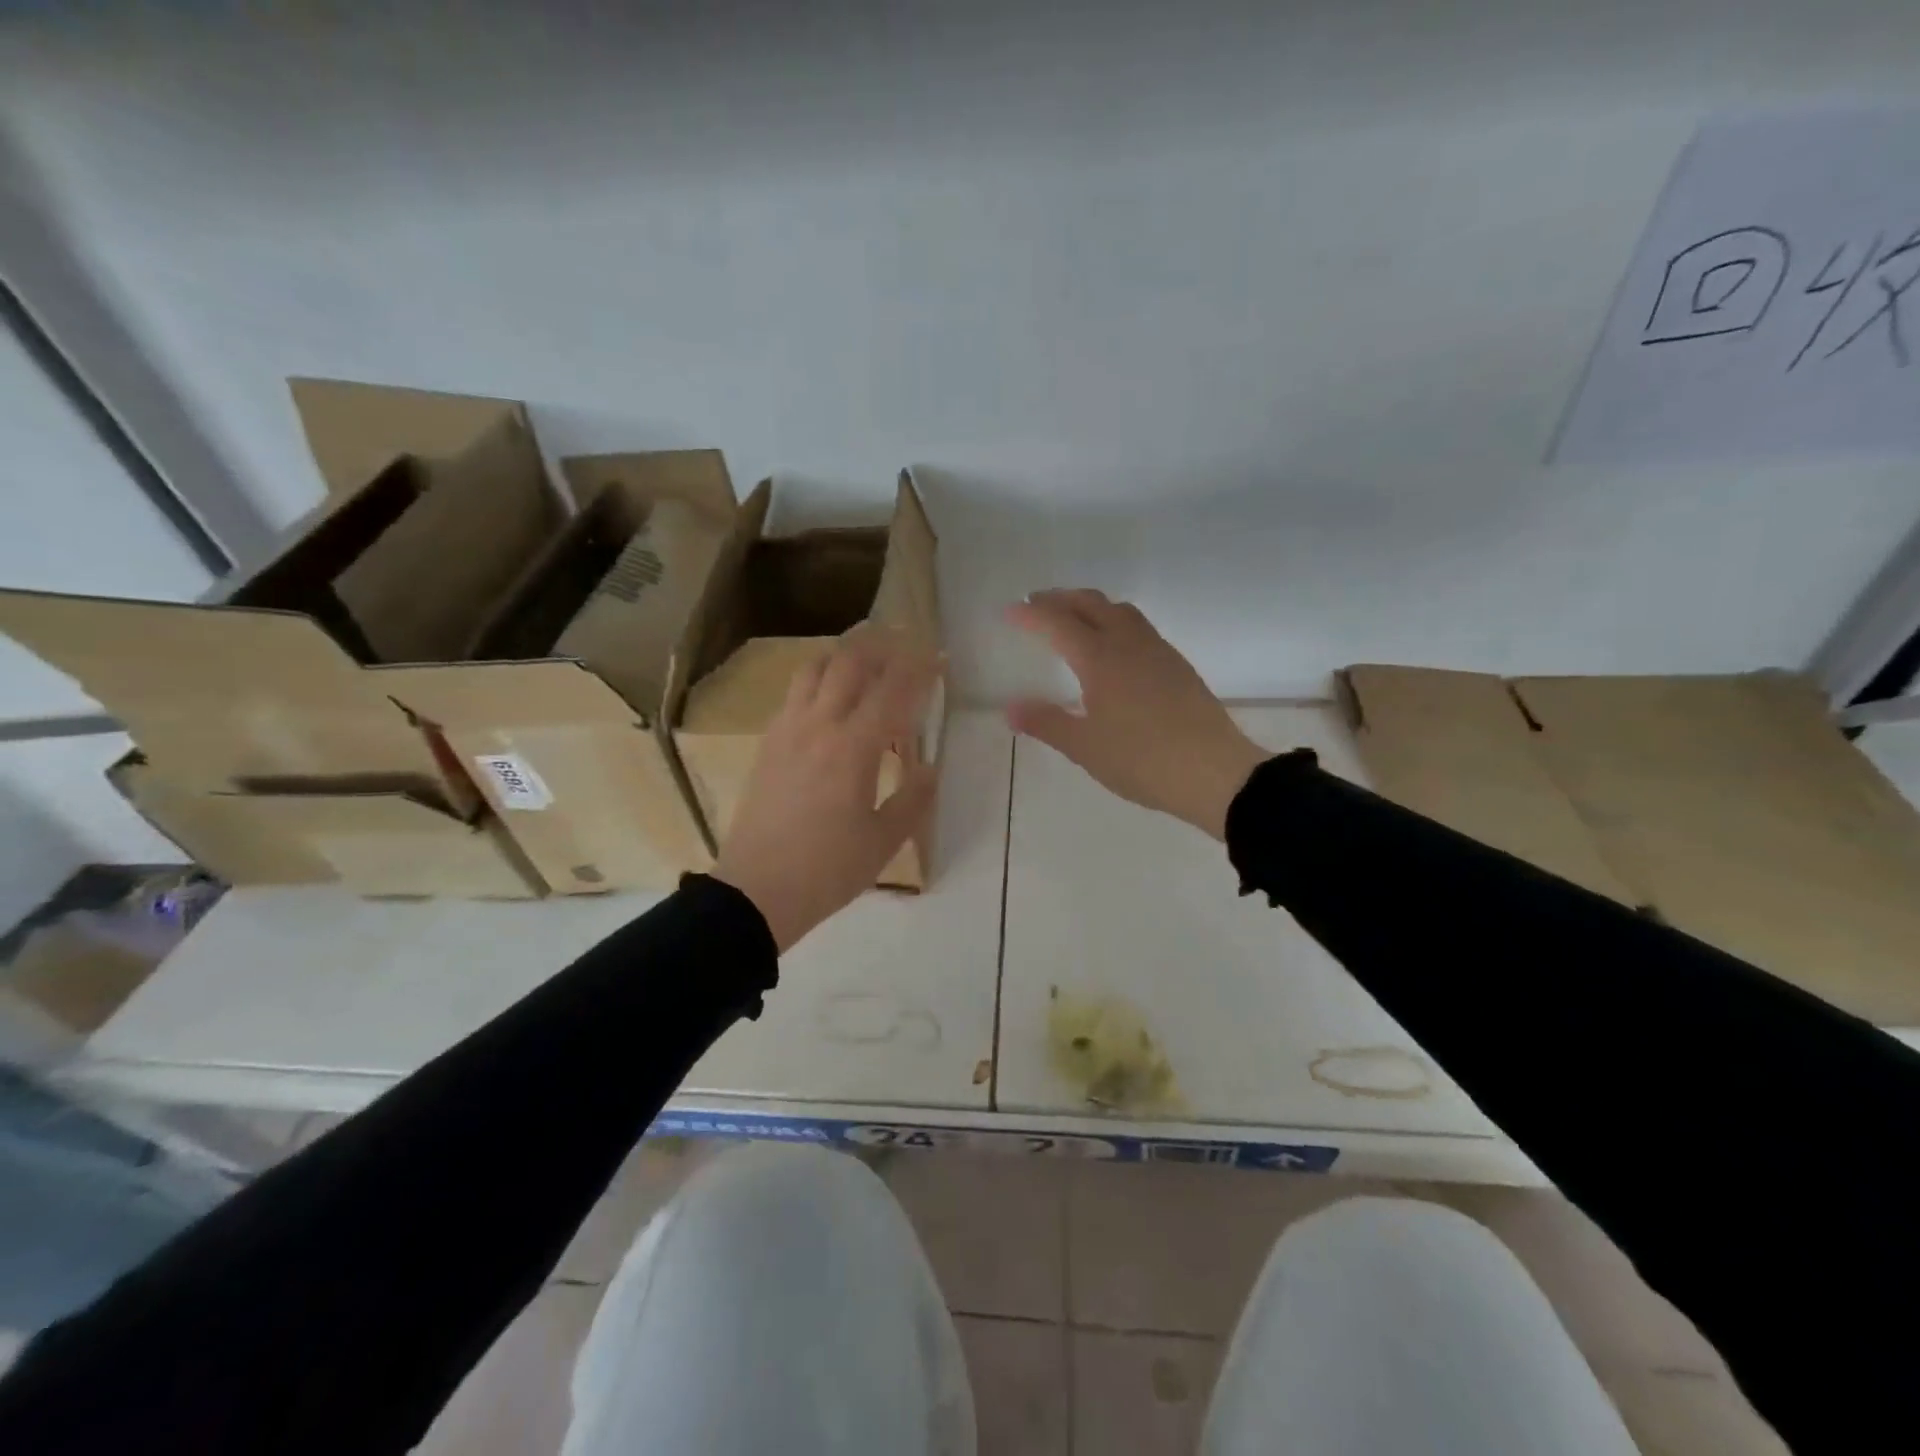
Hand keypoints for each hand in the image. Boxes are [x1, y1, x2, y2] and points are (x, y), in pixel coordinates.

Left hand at [712, 628, 940, 952]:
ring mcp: (786, 730)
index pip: (893, 690)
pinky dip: (819, 682)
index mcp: (853, 748)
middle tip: (905, 647)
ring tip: (866, 666)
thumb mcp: (884, 841)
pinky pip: (794, 694)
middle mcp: (818, 726)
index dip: (920, 668)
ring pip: (814, 668)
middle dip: (882, 646)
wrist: (756, 892)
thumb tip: (929, 767)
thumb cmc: (828, 870)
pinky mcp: (767, 743)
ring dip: (844, 657)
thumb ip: (913, 797)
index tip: (939, 657)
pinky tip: (830, 703)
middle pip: (849, 662)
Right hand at [1005, 590, 1267, 839]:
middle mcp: (1129, 644)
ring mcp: (1158, 651)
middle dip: (1061, 599)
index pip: (1058, 623)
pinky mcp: (1177, 666)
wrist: (1213, 772)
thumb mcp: (1085, 747)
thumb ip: (1046, 723)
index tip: (1009, 611)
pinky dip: (1115, 622)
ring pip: (1120, 611)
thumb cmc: (1141, 760)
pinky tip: (1114, 648)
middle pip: (1091, 604)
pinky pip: (1139, 628)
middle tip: (1036, 604)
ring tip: (1073, 618)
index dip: (1031, 614)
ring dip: (1091, 606)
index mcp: (1101, 659)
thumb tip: (1010, 708)